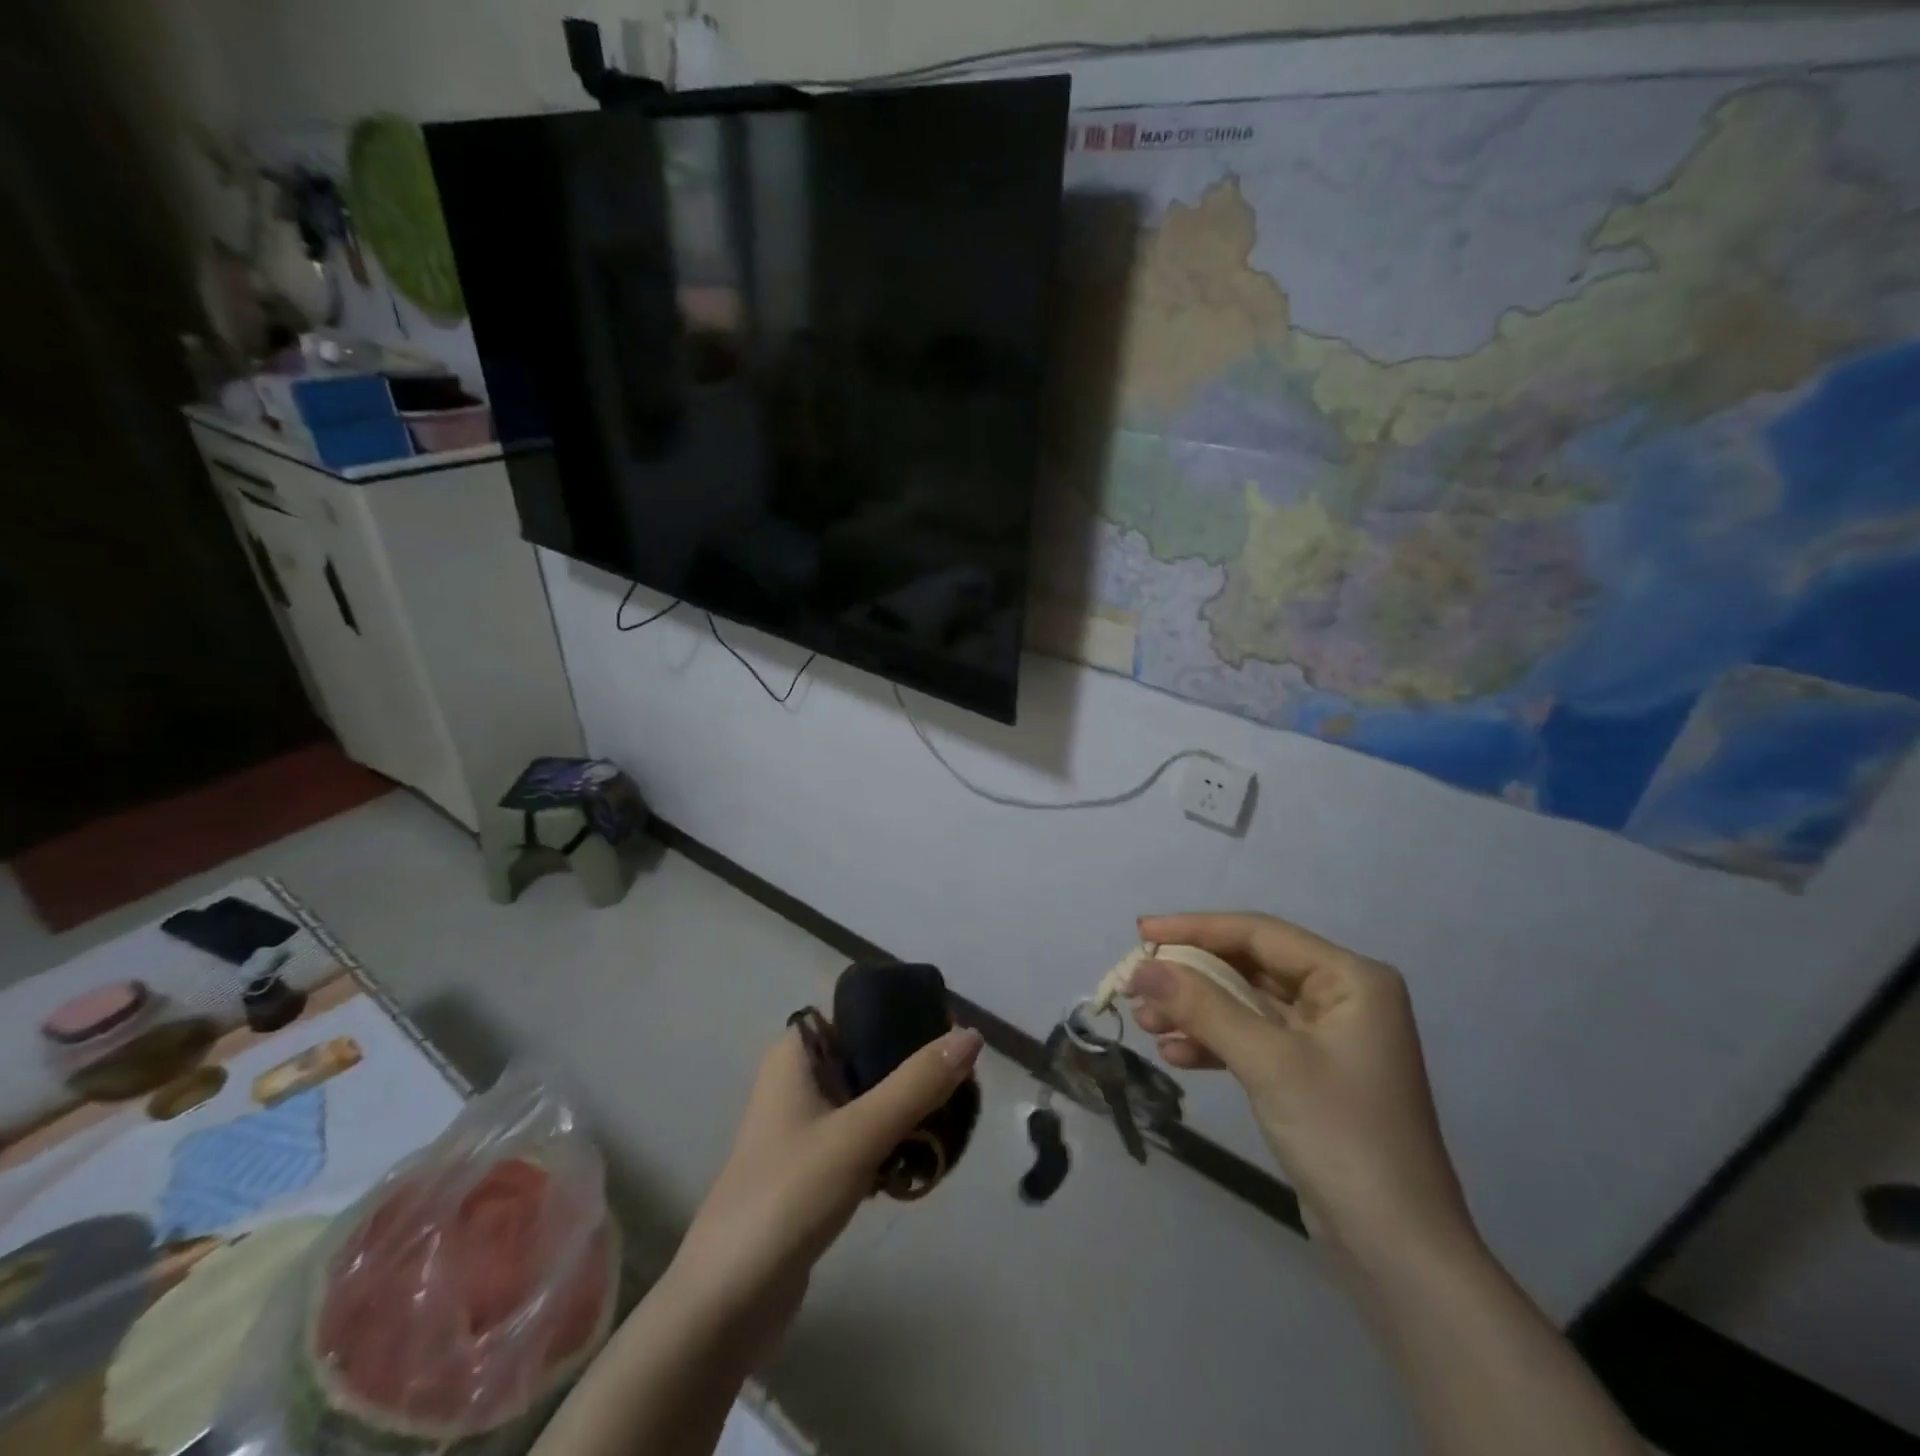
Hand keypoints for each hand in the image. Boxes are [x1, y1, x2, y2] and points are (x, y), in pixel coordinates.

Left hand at [664, 1022, 983, 1358]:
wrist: (726, 1303)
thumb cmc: (788, 1196)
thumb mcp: (858, 1133)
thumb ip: (916, 1084)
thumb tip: (971, 1035)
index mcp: (797, 1054)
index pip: (859, 1010)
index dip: (905, 1013)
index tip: (953, 1034)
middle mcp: (800, 1079)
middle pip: (871, 1053)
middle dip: (916, 1067)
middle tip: (965, 1085)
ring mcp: (805, 1125)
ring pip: (871, 1097)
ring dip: (910, 1108)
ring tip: (954, 1122)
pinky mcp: (814, 1167)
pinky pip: (865, 1136)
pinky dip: (894, 1142)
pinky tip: (925, 1161)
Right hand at [1129, 913, 1476, 1276]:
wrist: (1396, 1252)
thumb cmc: (1340, 1137)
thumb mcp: (1267, 1062)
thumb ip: (1202, 1006)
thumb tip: (1141, 967)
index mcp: (1350, 979)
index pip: (1260, 933)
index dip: (1195, 928)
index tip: (1141, 930)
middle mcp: (1342, 997)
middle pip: (1249, 966)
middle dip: (1191, 976)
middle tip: (1137, 983)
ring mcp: (1325, 1038)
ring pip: (1244, 1003)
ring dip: (1194, 1010)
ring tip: (1145, 1022)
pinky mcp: (1308, 1073)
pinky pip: (1251, 1039)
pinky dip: (1213, 1043)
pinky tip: (1174, 1055)